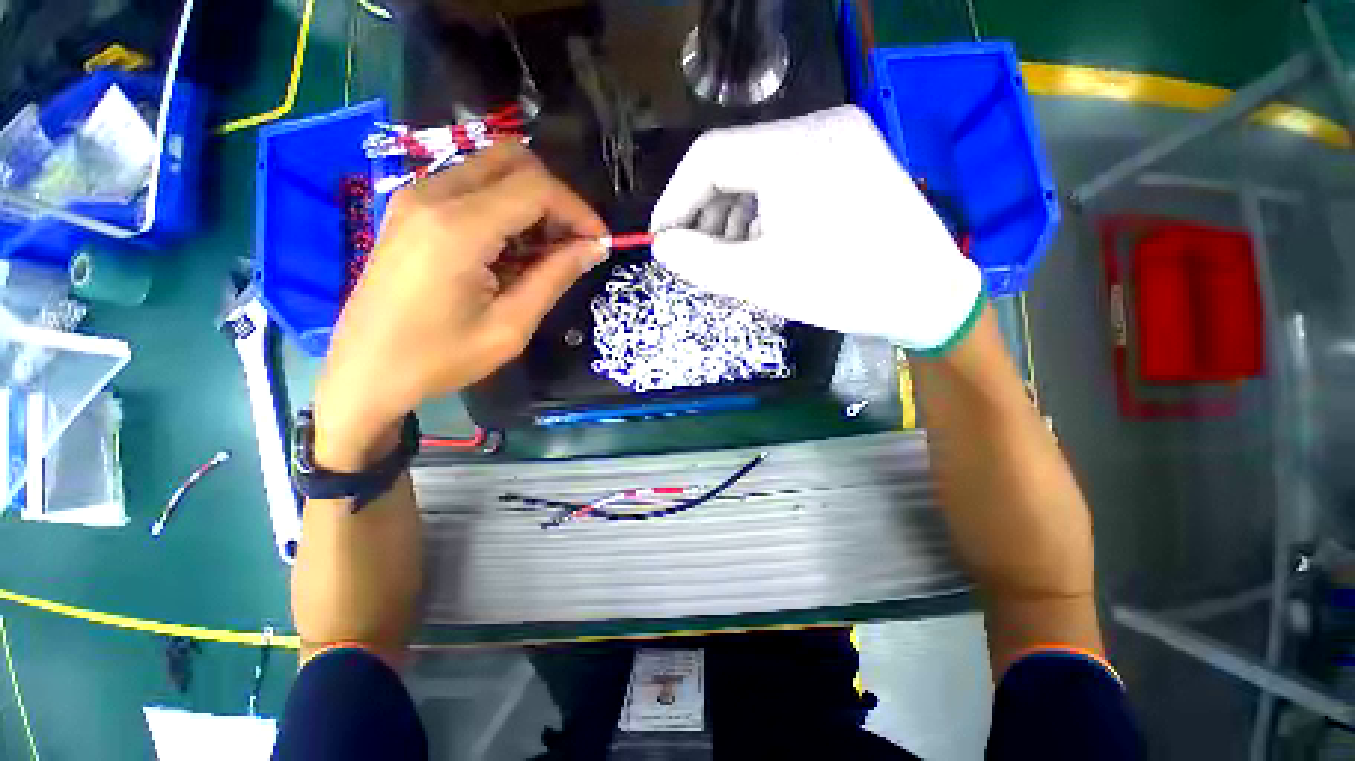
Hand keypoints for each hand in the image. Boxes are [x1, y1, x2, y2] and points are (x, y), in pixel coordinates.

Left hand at [314, 144, 607, 469]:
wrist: (365, 371)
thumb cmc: (439, 358)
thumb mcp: (510, 326)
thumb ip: (554, 278)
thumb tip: (594, 247)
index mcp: (458, 229)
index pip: (536, 188)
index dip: (578, 210)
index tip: (600, 242)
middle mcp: (433, 196)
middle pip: (513, 159)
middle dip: (555, 196)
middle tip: (571, 241)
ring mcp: (416, 197)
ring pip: (492, 168)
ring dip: (530, 200)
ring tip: (545, 251)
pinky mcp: (411, 208)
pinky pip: (471, 185)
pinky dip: (504, 206)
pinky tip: (512, 249)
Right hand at [649, 105, 982, 351]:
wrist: (927, 295)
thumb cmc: (841, 288)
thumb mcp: (758, 280)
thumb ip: (698, 261)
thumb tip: (661, 245)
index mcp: (792, 148)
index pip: (707, 157)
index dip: (675, 199)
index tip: (663, 239)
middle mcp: (818, 125)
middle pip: (735, 160)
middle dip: (707, 211)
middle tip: (699, 255)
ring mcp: (841, 136)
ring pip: (760, 168)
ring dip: (735, 213)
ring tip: (733, 256)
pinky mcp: (853, 154)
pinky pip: (789, 173)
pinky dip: (765, 207)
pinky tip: (766, 241)